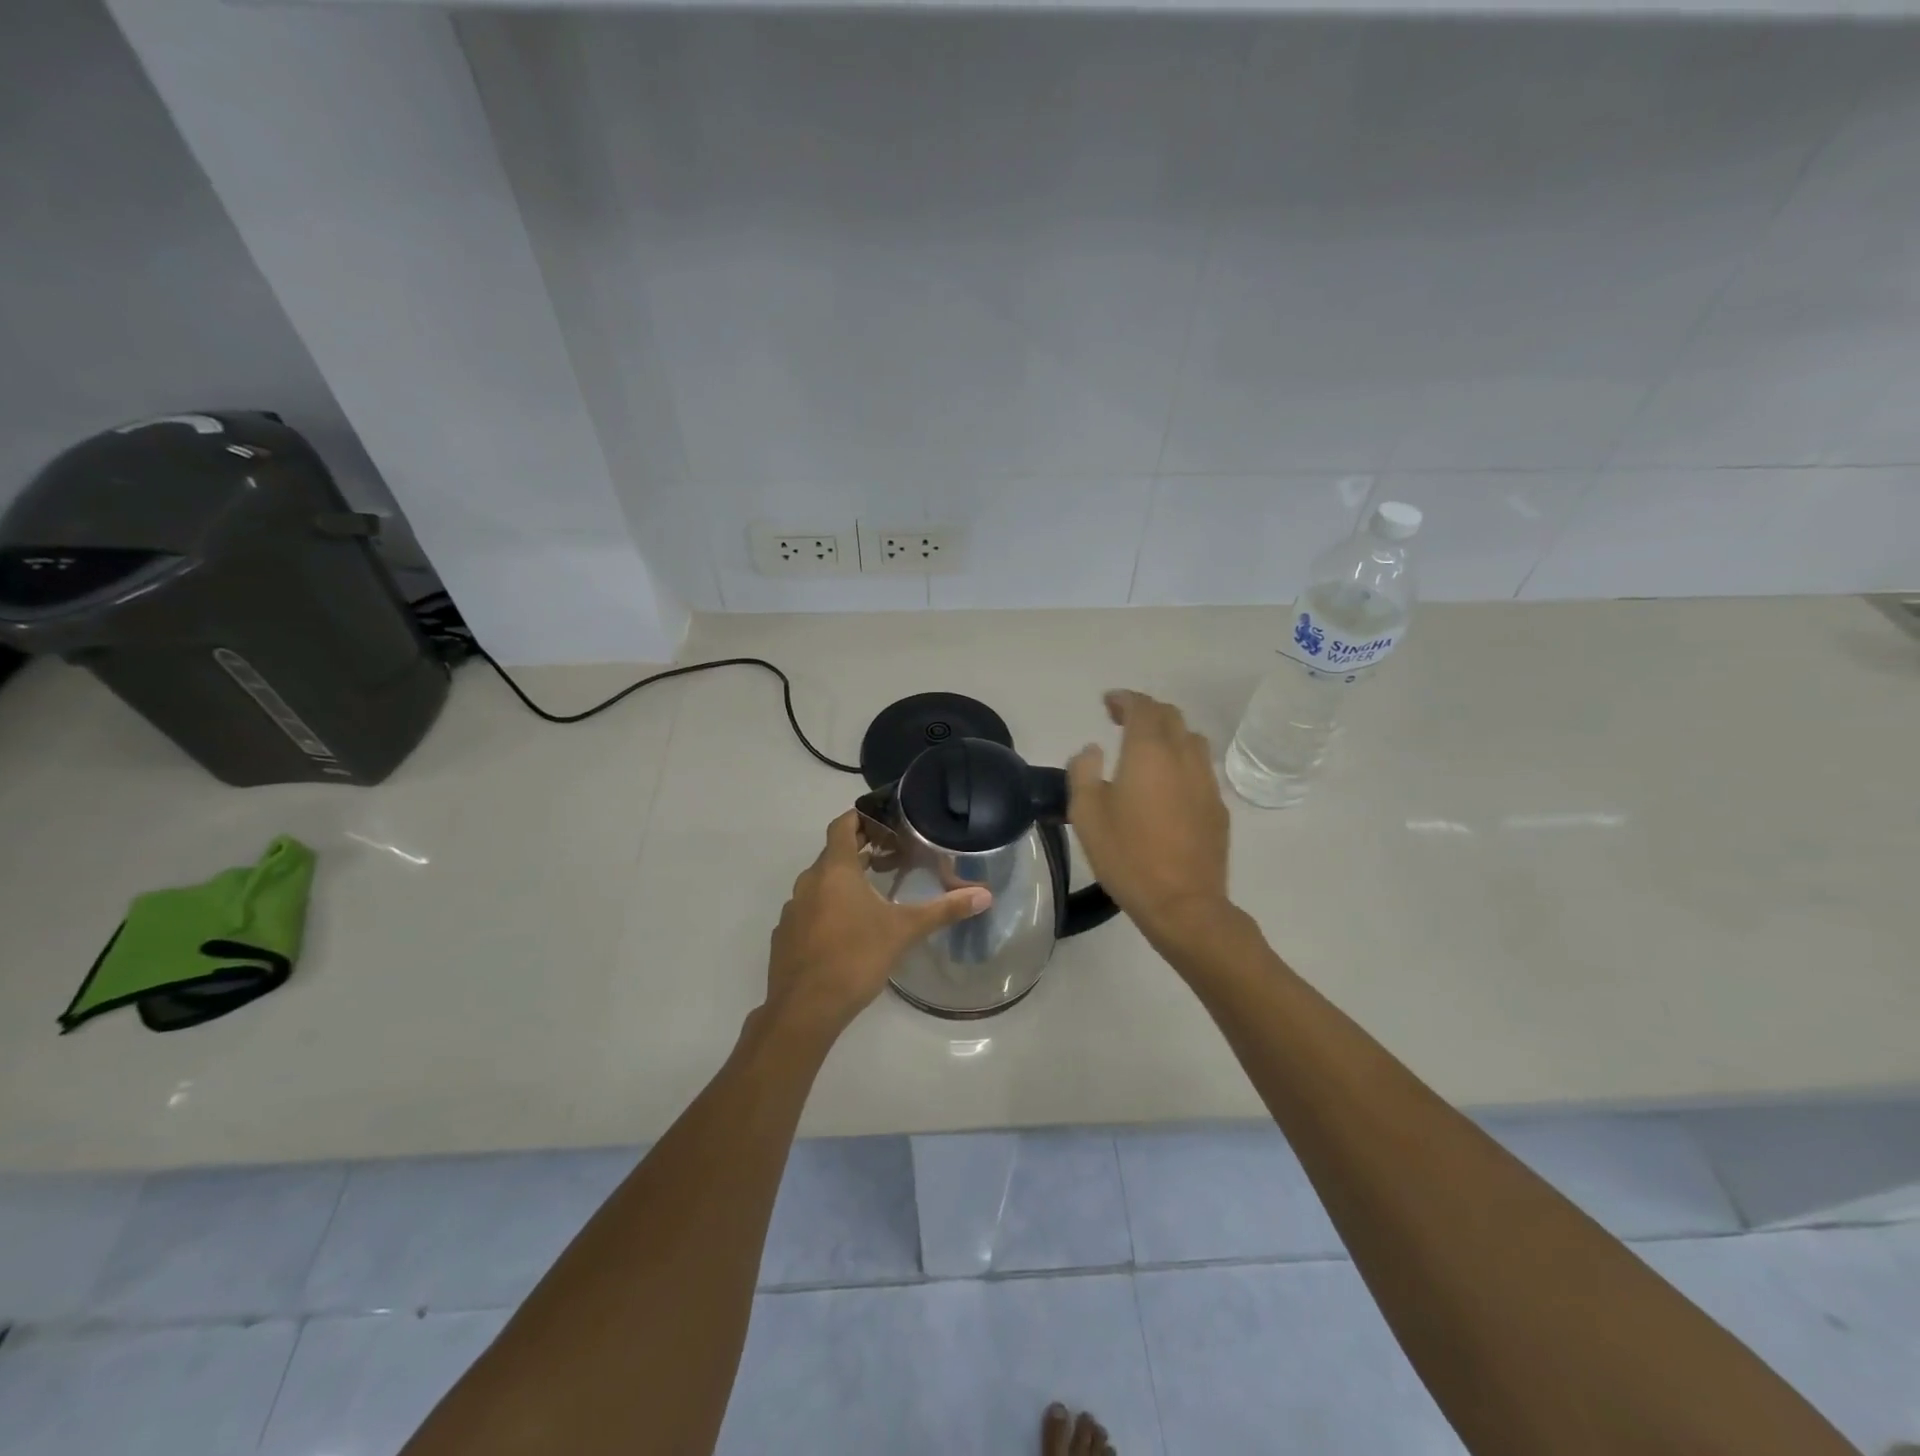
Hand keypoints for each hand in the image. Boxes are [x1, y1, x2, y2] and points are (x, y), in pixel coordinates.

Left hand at [764, 811, 990, 1033]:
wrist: (803, 1009)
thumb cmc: (855, 958)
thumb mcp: (904, 931)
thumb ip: (943, 910)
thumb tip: (985, 895)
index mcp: (834, 870)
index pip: (842, 825)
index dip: (860, 817)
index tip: (883, 821)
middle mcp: (808, 882)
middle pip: (833, 854)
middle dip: (858, 851)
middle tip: (889, 856)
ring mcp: (792, 910)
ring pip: (819, 883)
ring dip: (842, 882)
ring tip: (872, 893)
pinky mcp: (785, 936)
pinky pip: (808, 910)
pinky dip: (826, 908)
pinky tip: (846, 930)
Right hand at [1068, 690, 1231, 945]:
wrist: (1183, 904)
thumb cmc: (1127, 856)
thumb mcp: (1087, 814)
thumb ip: (1083, 772)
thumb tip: (1092, 750)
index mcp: (1149, 752)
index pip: (1142, 707)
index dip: (1125, 699)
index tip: (1108, 702)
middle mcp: (1183, 757)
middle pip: (1171, 716)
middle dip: (1145, 711)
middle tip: (1122, 720)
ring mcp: (1206, 782)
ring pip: (1191, 739)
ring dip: (1168, 733)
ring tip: (1147, 748)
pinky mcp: (1218, 807)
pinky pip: (1200, 768)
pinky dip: (1181, 760)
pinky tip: (1167, 784)